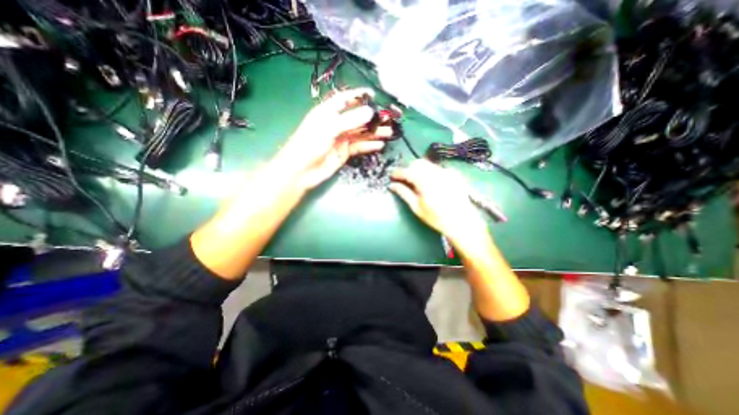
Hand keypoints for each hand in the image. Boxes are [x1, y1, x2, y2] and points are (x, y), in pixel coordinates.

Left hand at [277, 90, 391, 189]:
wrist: (302, 170)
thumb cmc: (310, 144)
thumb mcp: (329, 128)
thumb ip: (350, 120)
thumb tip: (370, 112)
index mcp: (328, 112)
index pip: (345, 100)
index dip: (359, 96)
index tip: (374, 95)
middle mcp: (336, 123)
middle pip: (357, 118)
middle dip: (372, 118)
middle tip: (388, 119)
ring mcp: (341, 139)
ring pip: (361, 133)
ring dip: (374, 133)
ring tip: (388, 133)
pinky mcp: (345, 152)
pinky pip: (359, 147)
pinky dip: (369, 146)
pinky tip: (379, 145)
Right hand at [388, 158, 489, 242]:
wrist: (462, 222)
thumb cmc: (436, 218)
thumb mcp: (417, 208)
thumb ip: (404, 193)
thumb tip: (392, 185)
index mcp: (426, 182)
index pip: (407, 171)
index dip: (397, 173)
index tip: (392, 177)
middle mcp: (436, 173)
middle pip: (417, 163)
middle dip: (408, 168)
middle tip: (403, 179)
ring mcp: (446, 172)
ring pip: (427, 164)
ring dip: (418, 169)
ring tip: (416, 181)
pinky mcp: (453, 174)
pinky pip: (437, 168)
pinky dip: (429, 172)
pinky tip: (430, 183)